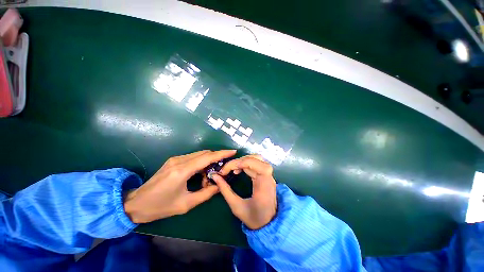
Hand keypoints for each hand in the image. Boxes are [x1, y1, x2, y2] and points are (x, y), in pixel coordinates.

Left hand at [124, 150, 235, 223]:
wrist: (136, 203)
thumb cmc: (160, 207)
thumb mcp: (186, 204)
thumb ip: (206, 194)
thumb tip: (219, 185)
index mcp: (182, 171)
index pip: (207, 157)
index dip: (222, 153)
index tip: (233, 151)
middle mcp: (179, 161)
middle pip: (204, 153)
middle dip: (216, 158)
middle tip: (223, 168)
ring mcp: (176, 159)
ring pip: (199, 154)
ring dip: (208, 162)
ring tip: (209, 176)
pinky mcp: (174, 160)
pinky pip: (193, 157)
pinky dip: (201, 163)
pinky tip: (200, 174)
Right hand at [211, 155, 276, 229]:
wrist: (269, 225)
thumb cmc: (254, 218)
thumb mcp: (236, 206)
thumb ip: (225, 190)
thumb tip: (215, 177)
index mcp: (264, 184)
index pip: (255, 163)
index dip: (241, 162)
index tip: (227, 170)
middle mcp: (268, 177)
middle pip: (256, 159)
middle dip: (239, 161)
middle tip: (227, 169)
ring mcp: (268, 175)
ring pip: (256, 159)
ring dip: (243, 161)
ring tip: (232, 169)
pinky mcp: (265, 176)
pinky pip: (256, 164)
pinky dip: (246, 164)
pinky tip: (238, 170)